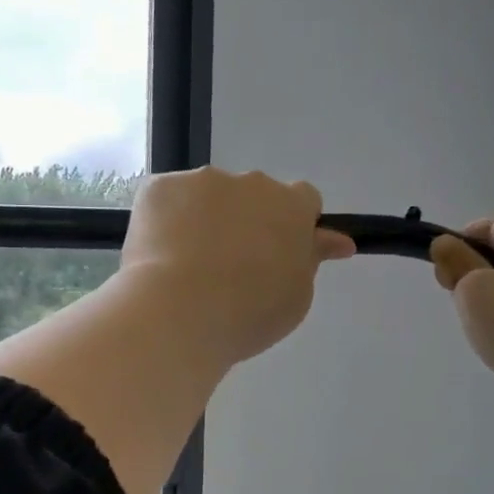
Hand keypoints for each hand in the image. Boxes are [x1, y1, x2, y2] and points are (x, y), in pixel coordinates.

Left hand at [121, 168, 354, 365]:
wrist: (178, 312)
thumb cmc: (249, 313)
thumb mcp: (297, 296)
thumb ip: (311, 259)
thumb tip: (335, 240)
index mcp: (291, 206)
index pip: (304, 200)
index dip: (293, 224)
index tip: (279, 253)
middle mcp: (250, 183)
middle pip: (254, 195)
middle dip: (248, 221)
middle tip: (231, 267)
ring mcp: (201, 181)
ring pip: (209, 196)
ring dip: (206, 219)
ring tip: (189, 267)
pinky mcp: (159, 187)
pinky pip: (169, 200)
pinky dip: (167, 221)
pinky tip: (160, 255)